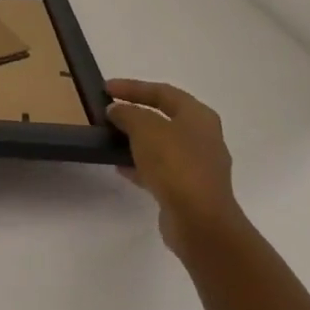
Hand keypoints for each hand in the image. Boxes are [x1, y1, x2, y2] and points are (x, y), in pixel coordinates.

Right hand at [106, 79, 241, 249]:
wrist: (200, 222)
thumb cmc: (175, 164)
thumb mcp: (145, 129)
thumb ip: (128, 113)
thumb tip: (117, 110)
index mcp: (198, 116)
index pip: (163, 92)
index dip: (133, 87)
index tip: (106, 88)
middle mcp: (203, 137)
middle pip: (164, 118)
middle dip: (136, 113)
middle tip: (110, 111)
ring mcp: (198, 166)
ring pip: (162, 145)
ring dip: (137, 140)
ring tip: (110, 138)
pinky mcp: (189, 190)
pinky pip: (161, 170)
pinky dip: (141, 165)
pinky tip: (119, 167)